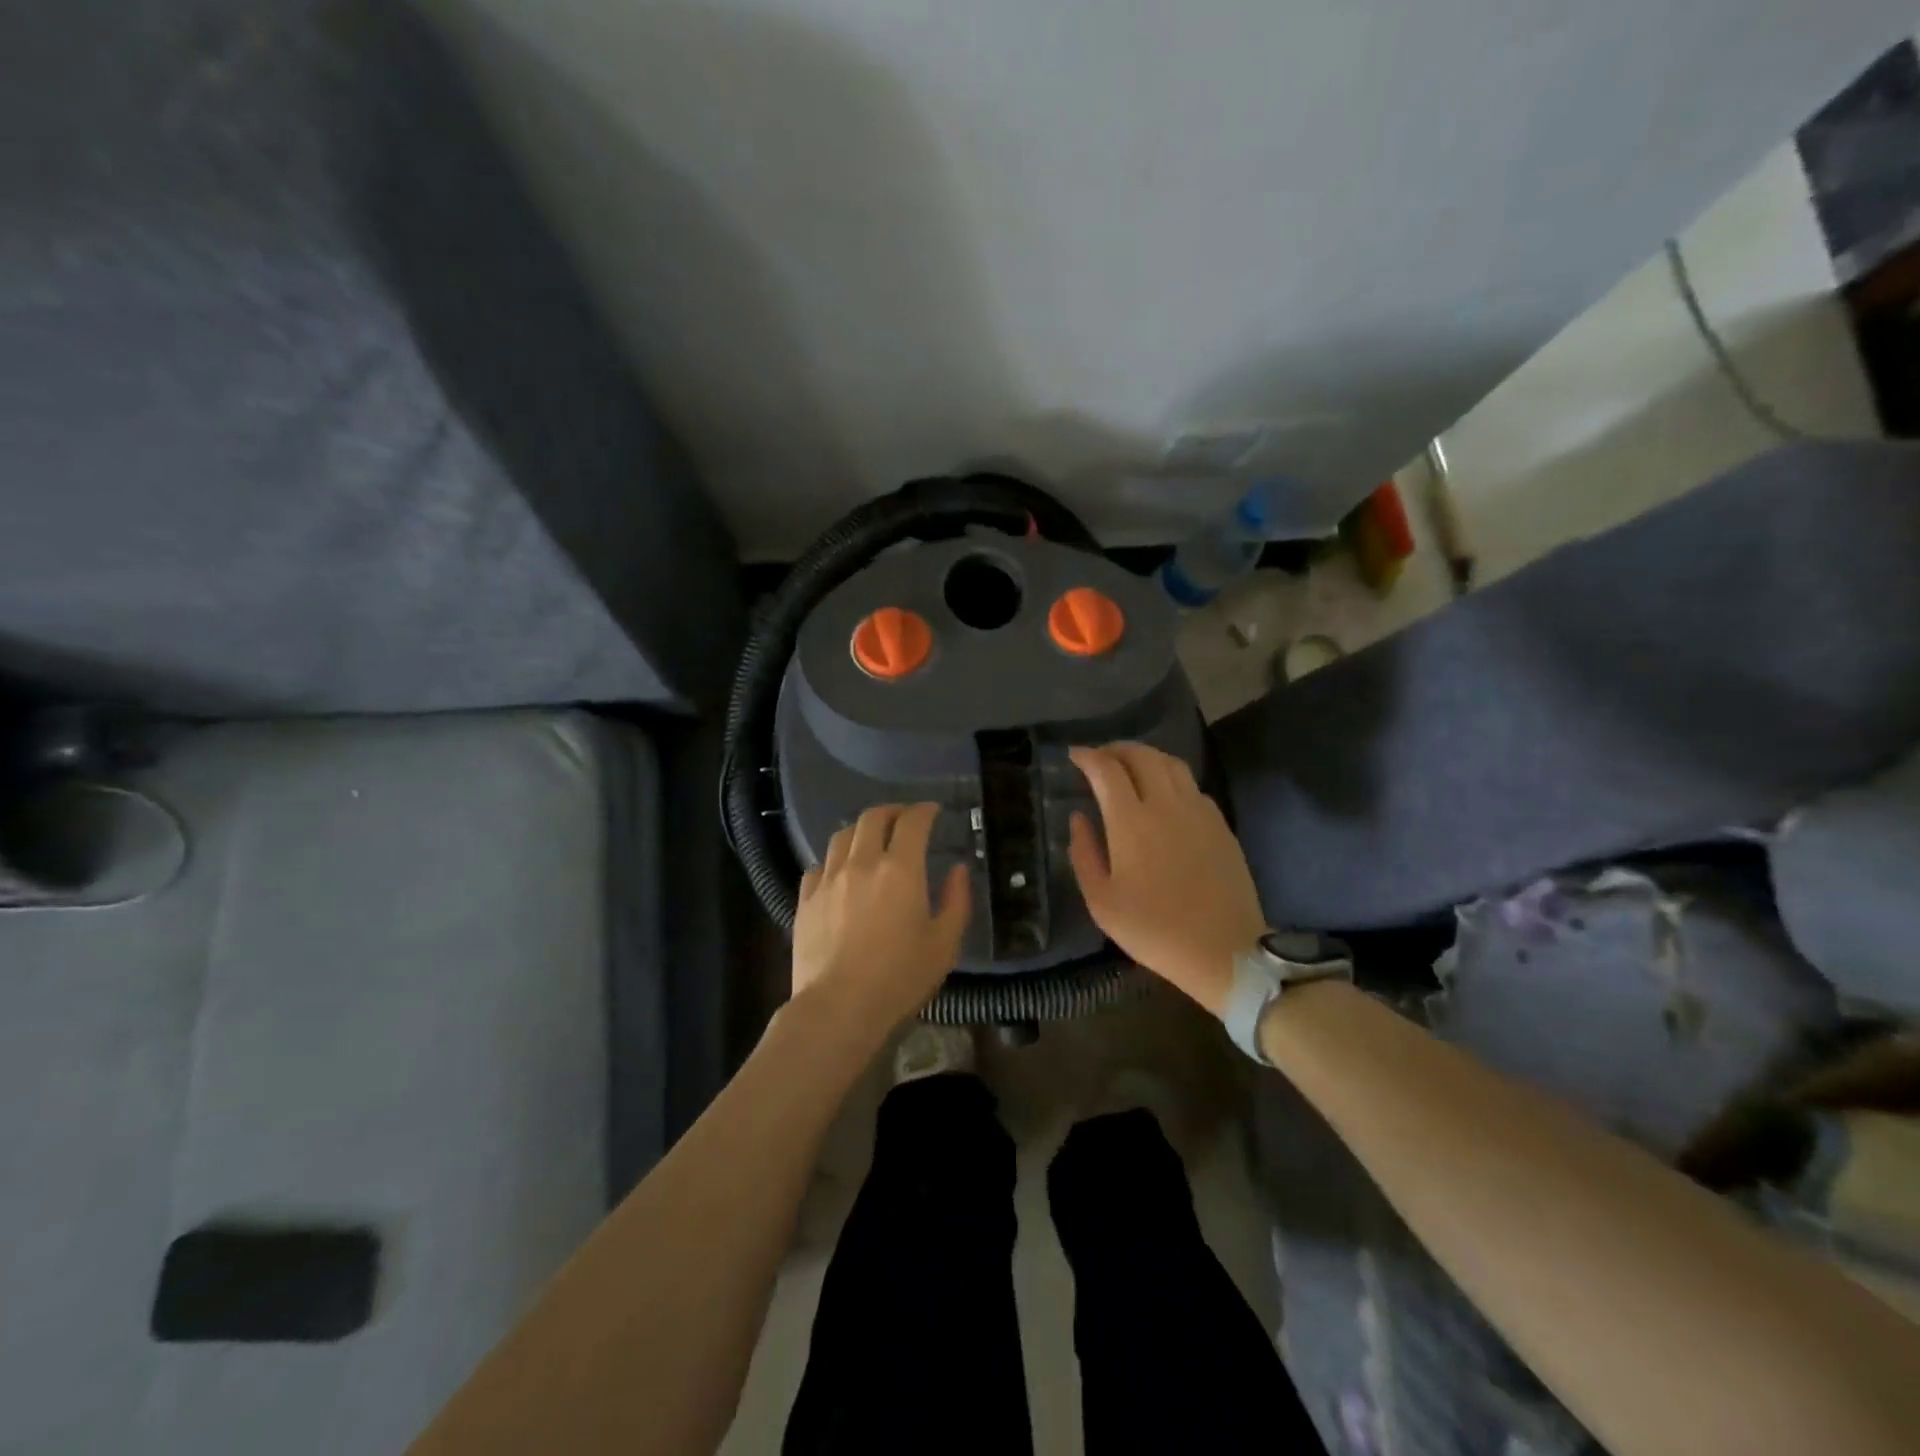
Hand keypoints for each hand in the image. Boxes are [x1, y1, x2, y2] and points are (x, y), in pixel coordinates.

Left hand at [792, 802, 971, 1038]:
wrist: (839, 1008)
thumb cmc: (900, 978)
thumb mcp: (944, 944)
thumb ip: (956, 901)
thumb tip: (958, 870)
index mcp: (900, 869)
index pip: (912, 822)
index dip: (924, 810)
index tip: (933, 811)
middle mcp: (862, 863)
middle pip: (872, 818)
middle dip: (891, 812)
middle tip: (903, 820)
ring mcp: (828, 880)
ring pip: (841, 836)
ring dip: (860, 831)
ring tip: (870, 841)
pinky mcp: (805, 900)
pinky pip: (818, 866)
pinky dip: (834, 861)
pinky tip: (839, 875)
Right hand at [1067, 743, 1266, 1016]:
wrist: (1224, 951)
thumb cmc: (1154, 930)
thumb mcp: (1102, 902)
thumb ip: (1084, 853)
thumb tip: (1078, 818)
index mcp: (1131, 821)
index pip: (1107, 769)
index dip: (1088, 756)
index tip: (1074, 755)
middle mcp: (1166, 804)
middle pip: (1141, 755)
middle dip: (1116, 749)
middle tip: (1100, 757)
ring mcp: (1198, 811)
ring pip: (1171, 763)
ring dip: (1146, 756)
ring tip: (1130, 766)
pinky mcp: (1220, 824)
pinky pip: (1192, 785)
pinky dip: (1170, 777)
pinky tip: (1164, 794)